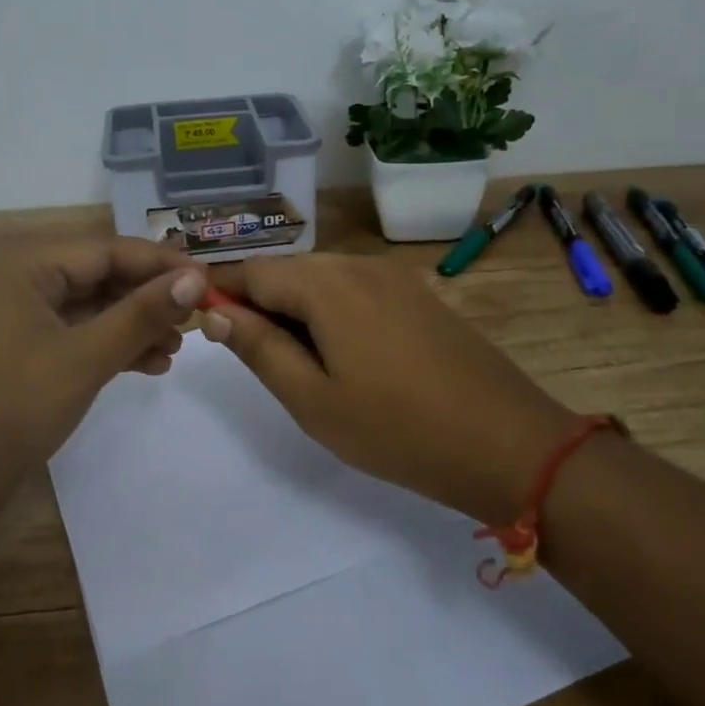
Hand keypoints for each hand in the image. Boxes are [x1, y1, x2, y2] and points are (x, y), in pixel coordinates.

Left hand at [0, 237, 202, 526]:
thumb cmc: (12, 405)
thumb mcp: (85, 357)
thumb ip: (141, 315)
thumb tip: (195, 280)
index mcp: (29, 267)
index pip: (109, 250)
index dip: (161, 264)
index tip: (208, 280)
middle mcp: (26, 283)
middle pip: (103, 277)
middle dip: (150, 298)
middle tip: (198, 318)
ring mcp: (25, 321)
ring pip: (95, 310)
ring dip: (137, 326)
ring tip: (178, 349)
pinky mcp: (28, 356)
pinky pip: (82, 338)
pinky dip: (115, 349)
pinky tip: (151, 366)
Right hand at [203, 254, 581, 523]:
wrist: (508, 442)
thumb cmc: (396, 428)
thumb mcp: (311, 398)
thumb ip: (258, 347)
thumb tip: (215, 310)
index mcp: (325, 283)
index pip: (252, 271)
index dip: (219, 291)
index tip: (196, 319)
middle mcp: (357, 263)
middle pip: (287, 272)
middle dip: (258, 303)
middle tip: (249, 356)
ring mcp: (393, 276)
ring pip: (321, 281)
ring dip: (295, 310)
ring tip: (294, 363)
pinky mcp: (417, 294)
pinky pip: (355, 290)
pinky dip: (330, 313)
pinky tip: (340, 355)